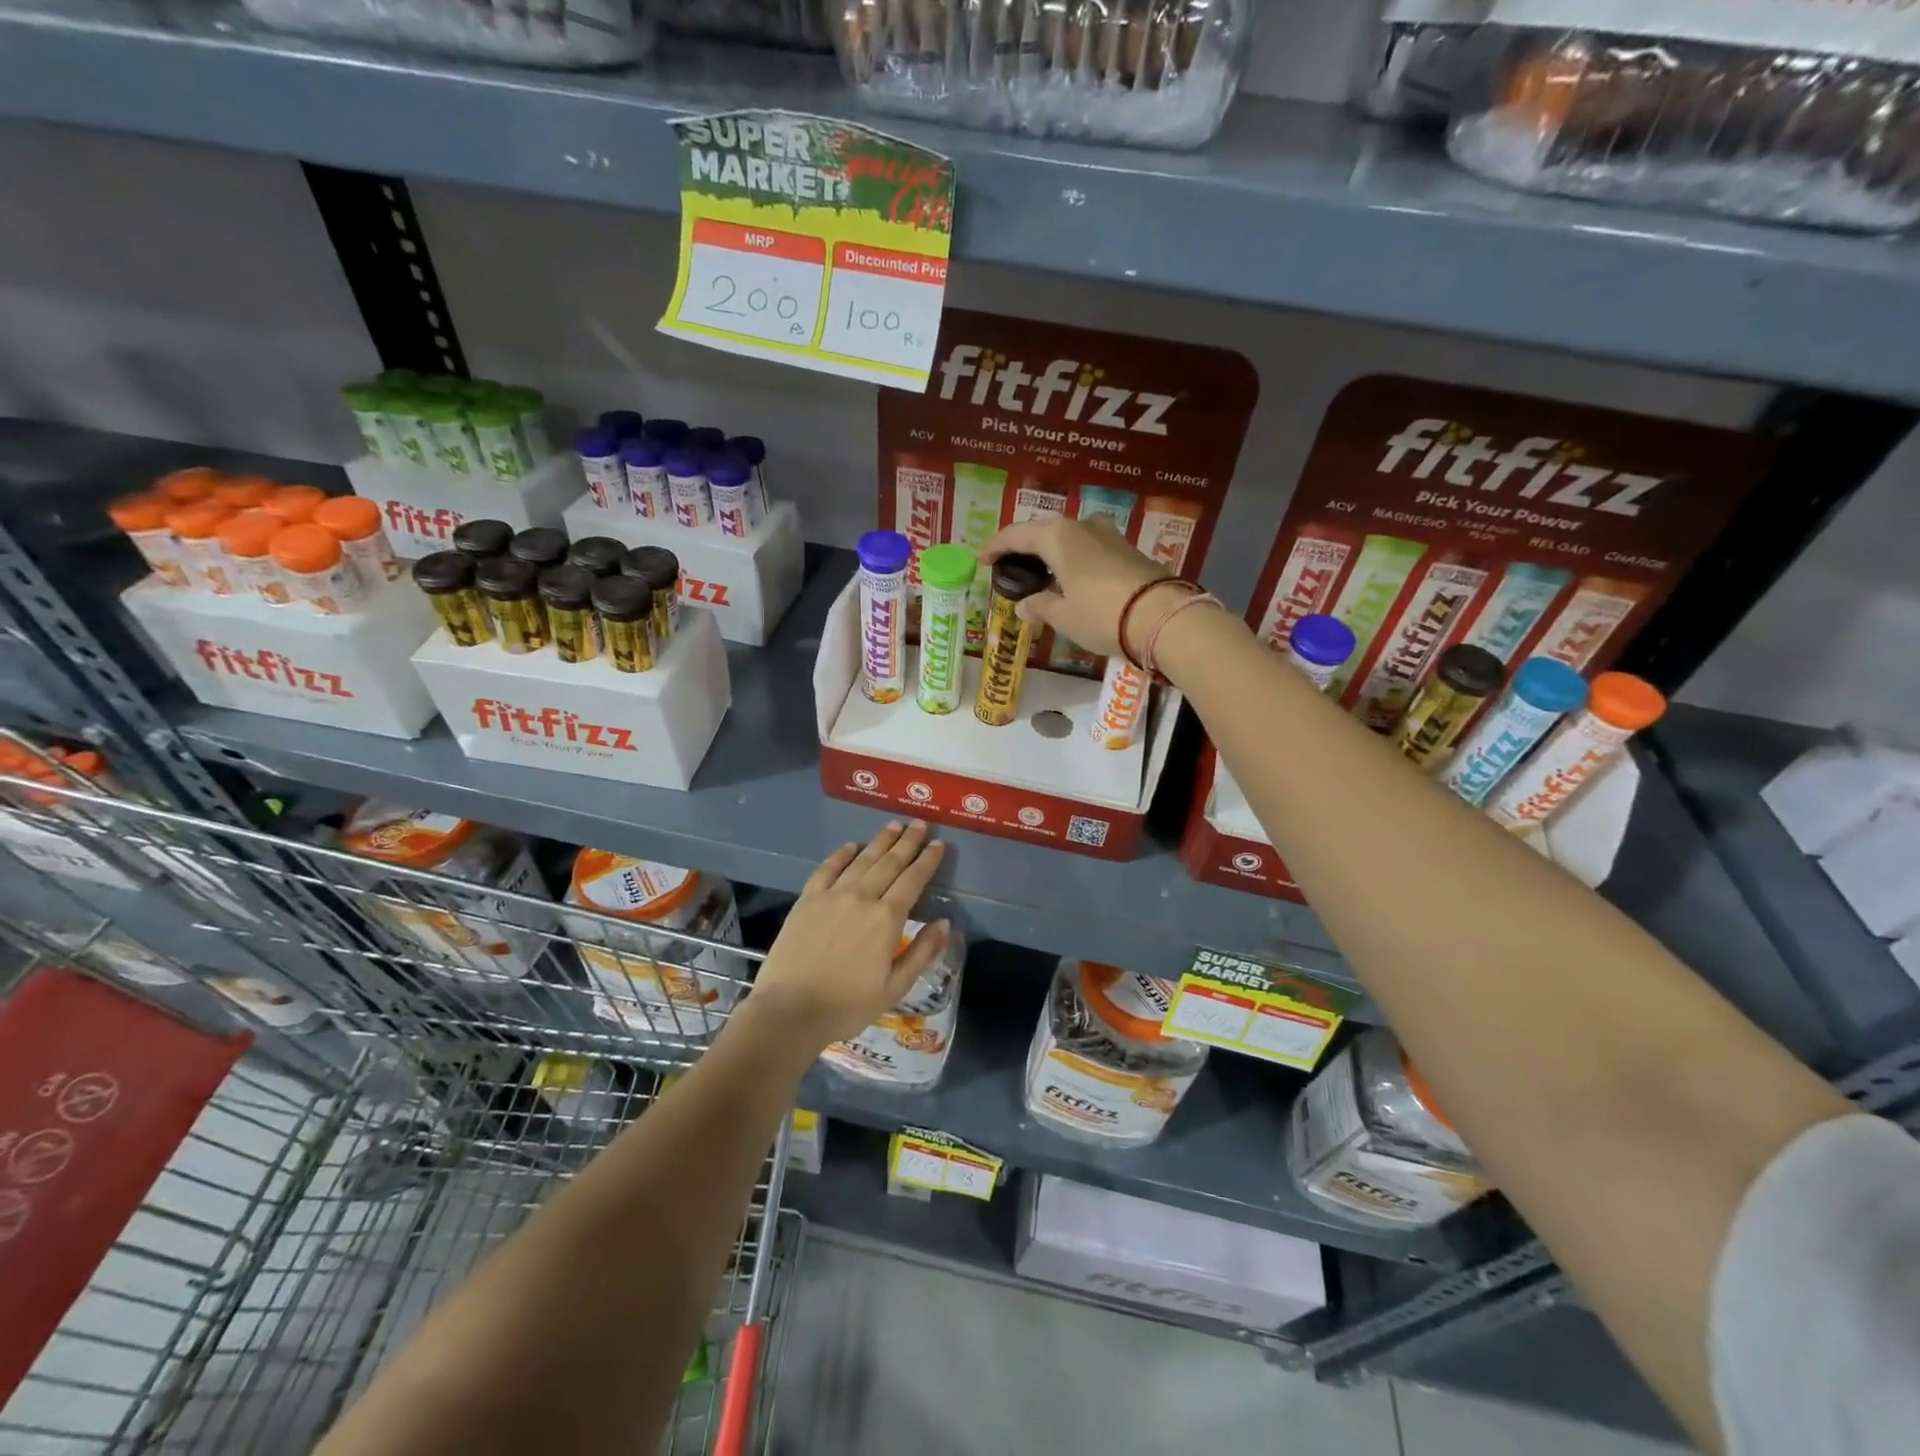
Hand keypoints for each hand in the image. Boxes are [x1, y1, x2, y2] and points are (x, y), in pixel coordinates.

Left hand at [746, 821, 948, 1047]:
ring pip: (862, 860)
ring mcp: (832, 895)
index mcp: (886, 919)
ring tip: (893, 825)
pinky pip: (827, 868)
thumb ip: (922, 953)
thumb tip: (944, 923)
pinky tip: (851, 846)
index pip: (913, 880)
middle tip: (920, 824)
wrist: (790, 1011)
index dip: (928, 860)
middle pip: (890, 863)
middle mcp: (862, 897)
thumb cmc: (847, 1006)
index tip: (939, 844)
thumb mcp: (895, 988)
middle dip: (908, 842)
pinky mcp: (807, 899)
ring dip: (880, 841)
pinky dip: (842, 854)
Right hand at [981, 516, 1185, 660]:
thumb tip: (1023, 605)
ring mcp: (1109, 535)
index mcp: (1058, 537)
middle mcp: (1082, 526)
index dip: (996, 547)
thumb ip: (1040, 606)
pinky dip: (1073, 561)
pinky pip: (1089, 549)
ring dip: (1051, 554)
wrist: (1163, 617)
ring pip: (1069, 539)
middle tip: (1009, 566)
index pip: (1017, 534)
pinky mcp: (1127, 550)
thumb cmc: (1101, 614)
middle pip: (1044, 532)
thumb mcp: (1064, 616)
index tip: (981, 560)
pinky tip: (1069, 580)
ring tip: (1040, 575)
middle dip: (1024, 548)